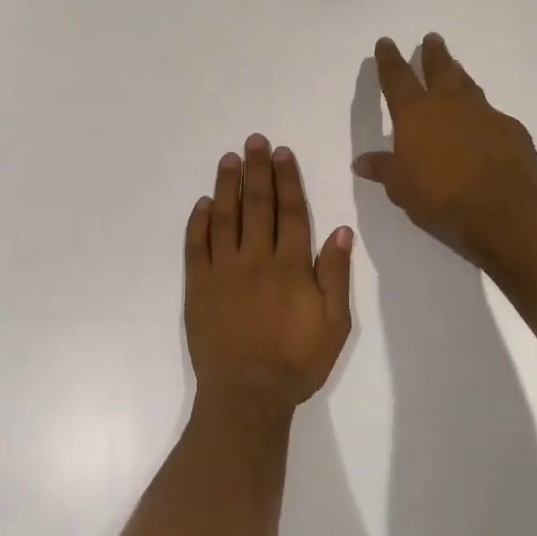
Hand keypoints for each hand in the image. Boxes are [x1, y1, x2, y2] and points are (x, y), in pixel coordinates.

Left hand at [184, 134, 353, 424]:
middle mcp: (256, 259)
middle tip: (254, 141)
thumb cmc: (296, 362)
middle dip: (257, 170)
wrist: (247, 394)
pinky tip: (203, 203)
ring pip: (224, 218)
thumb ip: (335, 275)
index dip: (287, 180)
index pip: (291, 212)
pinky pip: (196, 247)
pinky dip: (199, 222)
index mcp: (291, 266)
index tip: (282, 153)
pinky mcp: (198, 287)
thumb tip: (340, 230)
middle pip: (257, 206)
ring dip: (226, 186)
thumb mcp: (334, 324)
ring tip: (228, 159)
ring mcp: (223, 271)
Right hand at [352, 34, 536, 263]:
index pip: (397, 78)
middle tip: (432, 39)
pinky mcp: (510, 129)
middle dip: (432, 53)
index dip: (389, 60)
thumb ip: (384, 169)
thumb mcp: (401, 187)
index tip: (386, 43)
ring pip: (468, 85)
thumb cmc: (441, 196)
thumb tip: (361, 162)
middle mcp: (449, 105)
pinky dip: (482, 116)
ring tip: (455, 68)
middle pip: (439, 69)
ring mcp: (483, 113)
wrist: (503, 208)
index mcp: (415, 114)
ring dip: (459, 75)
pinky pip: (491, 115)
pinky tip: (483, 126)